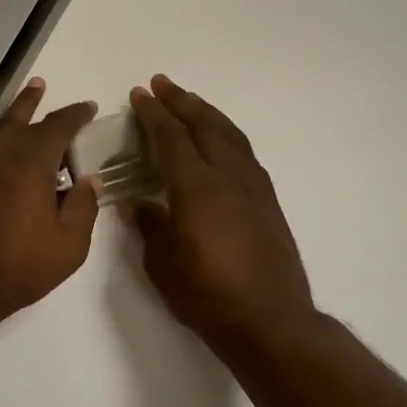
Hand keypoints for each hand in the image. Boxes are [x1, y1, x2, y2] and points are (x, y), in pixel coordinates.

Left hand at [0, 80, 100, 329]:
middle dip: (46, 108)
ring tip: (31, 86)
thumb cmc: (17, 269)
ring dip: (17, 105)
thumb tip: (90, 180)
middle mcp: (4, 154)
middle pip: (30, 124)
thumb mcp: (68, 247)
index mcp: (35, 166)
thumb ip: (83, 209)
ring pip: (0, 124)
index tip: (88, 109)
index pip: (60, 129)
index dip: (76, 116)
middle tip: (57, 95)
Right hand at [128, 75, 318, 356]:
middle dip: (182, 101)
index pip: (171, 138)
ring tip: (190, 103)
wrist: (269, 321)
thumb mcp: (162, 264)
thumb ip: (149, 227)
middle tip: (162, 84)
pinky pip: (245, 153)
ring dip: (208, 113)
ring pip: (230, 135)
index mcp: (196, 188)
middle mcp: (228, 177)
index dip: (154, 113)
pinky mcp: (268, 202)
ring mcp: (253, 187)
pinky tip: (220, 142)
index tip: (139, 94)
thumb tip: (136, 204)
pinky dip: (227, 135)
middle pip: (205, 125)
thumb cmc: (207, 295)